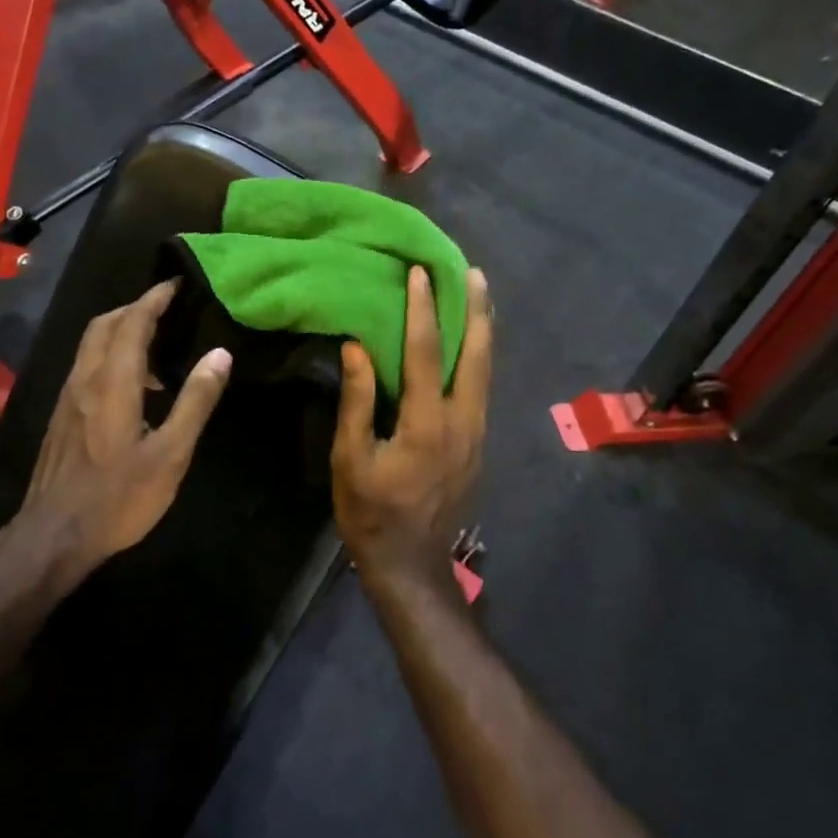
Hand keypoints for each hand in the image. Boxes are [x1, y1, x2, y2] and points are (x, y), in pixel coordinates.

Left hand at [22, 280, 231, 572]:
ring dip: (119, 331)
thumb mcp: (170, 454)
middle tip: (165, 310)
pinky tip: (131, 387)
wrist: (54, 535)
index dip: (154, 299)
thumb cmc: (119, 497)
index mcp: (113, 382)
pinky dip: (109, 356)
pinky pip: (86, 367)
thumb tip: (220, 354)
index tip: (175, 284)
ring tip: (154, 347)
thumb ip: (195, 402)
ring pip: (90, 345)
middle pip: (104, 325)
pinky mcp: (61, 417)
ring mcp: (67, 398)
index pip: (132, 322)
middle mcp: (84, 380)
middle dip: (134, 308)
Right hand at [332, 266, 490, 592]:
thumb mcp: (351, 458)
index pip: (427, 353)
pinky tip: (473, 345)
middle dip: (476, 310)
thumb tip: (357, 348)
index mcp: (427, 423)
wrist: (411, 565)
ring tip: (481, 296)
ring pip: (486, 371)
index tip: (421, 274)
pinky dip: (479, 358)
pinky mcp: (478, 445)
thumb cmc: (371, 513)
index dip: (423, 310)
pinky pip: (482, 389)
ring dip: (483, 330)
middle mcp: (463, 422)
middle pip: (476, 355)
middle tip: (474, 272)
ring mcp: (477, 434)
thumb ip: (358, 401)